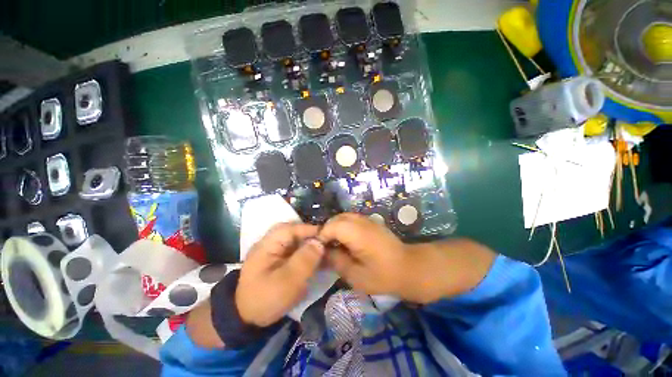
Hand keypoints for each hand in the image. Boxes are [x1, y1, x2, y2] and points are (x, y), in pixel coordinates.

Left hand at [235, 223, 324, 326]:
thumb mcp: (287, 282)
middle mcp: (270, 243)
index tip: (326, 235)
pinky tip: (316, 259)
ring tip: (324, 251)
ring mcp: (274, 251)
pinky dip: (306, 252)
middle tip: (326, 243)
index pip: (290, 228)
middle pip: (294, 233)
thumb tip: (319, 242)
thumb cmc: (266, 300)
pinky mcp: (279, 260)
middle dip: (311, 236)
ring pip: (296, 240)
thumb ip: (304, 260)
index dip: (309, 229)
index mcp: (267, 245)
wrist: (247, 320)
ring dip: (310, 244)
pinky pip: (295, 250)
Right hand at [319, 213, 496, 303]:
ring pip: (343, 218)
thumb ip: (336, 261)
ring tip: (334, 246)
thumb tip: (323, 252)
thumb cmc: (384, 276)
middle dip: (327, 231)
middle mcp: (361, 221)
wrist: (409, 267)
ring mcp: (367, 220)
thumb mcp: (356, 275)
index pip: (331, 226)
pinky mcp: (371, 222)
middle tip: (325, 249)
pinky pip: (351, 220)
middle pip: (336, 219)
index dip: (321, 237)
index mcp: (357, 233)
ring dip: (335, 229)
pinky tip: (346, 242)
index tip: (318, 251)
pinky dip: (344, 228)